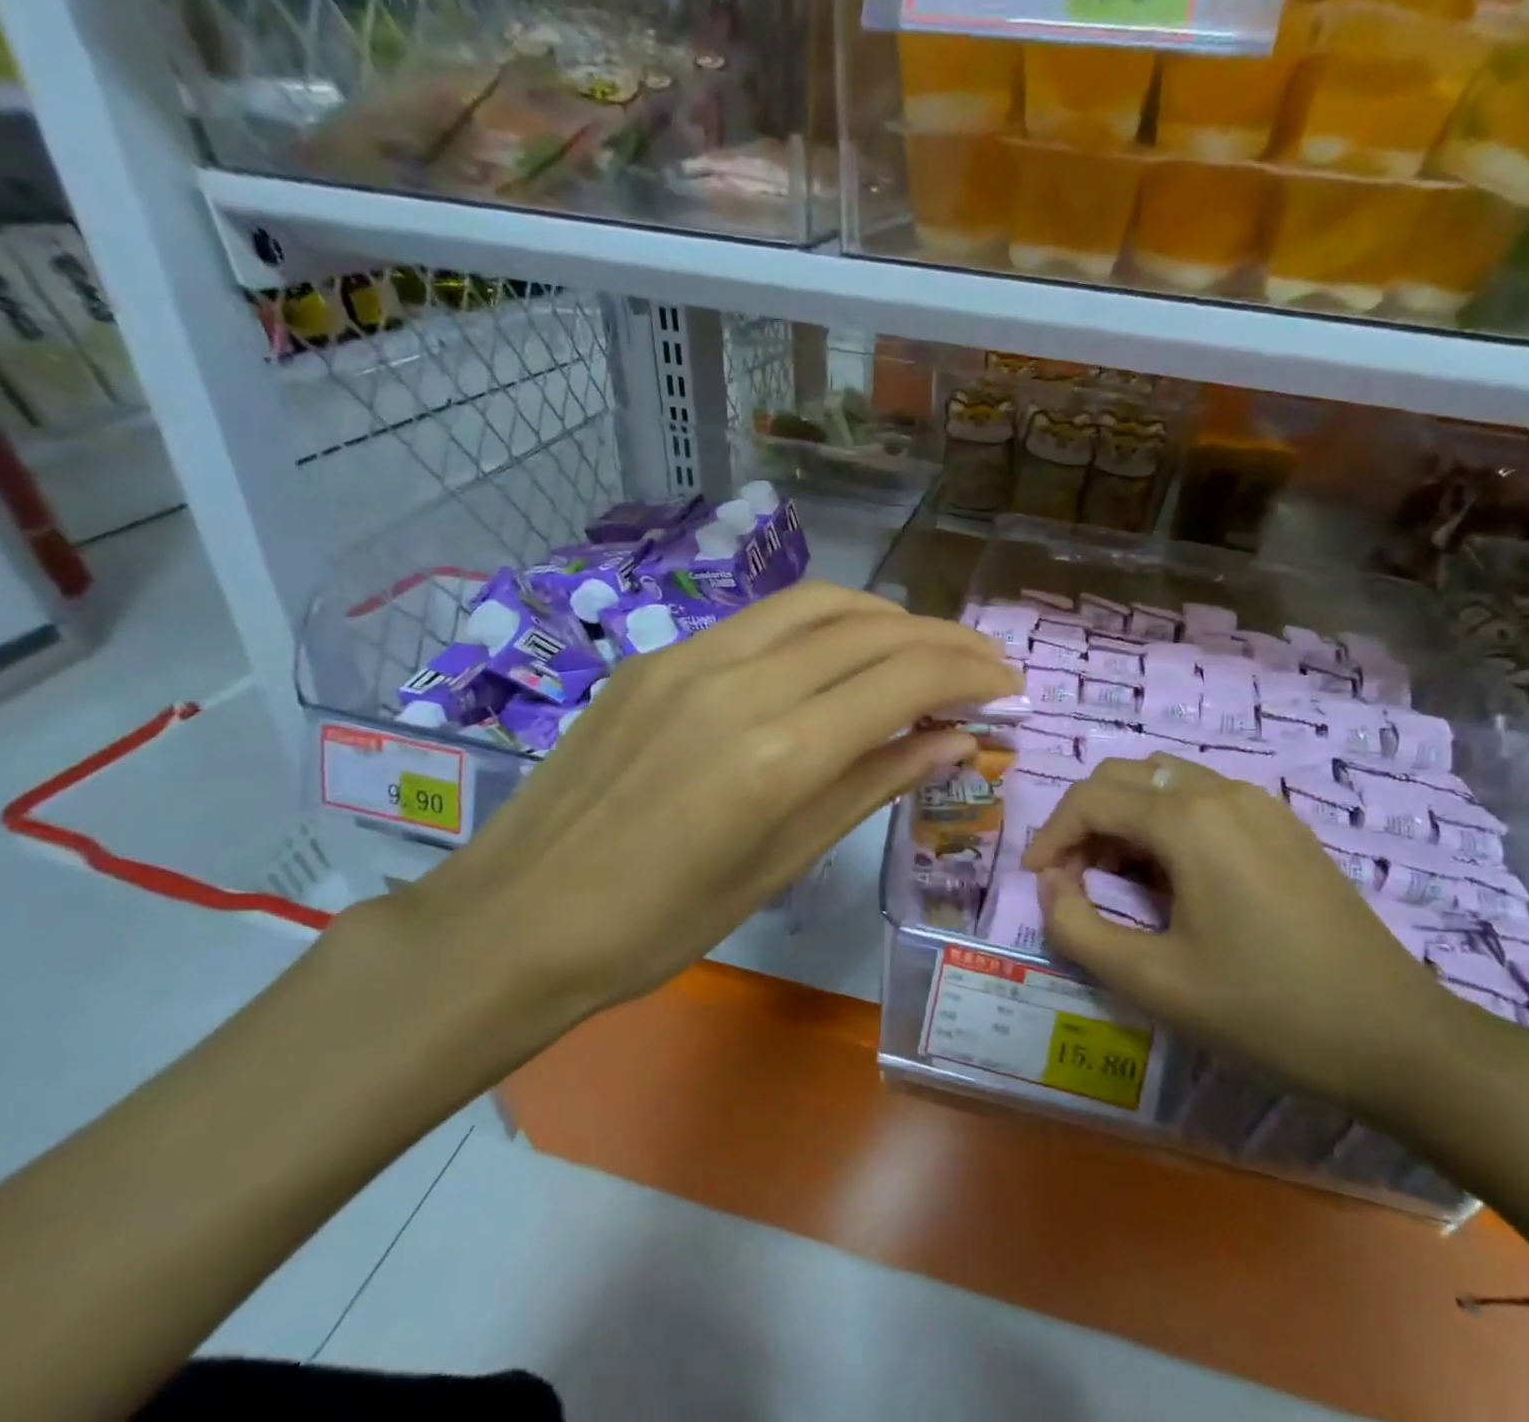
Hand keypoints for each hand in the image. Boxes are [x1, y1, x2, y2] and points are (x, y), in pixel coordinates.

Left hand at [379, 582, 1020, 1031]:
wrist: (519, 917)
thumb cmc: (662, 923)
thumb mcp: (784, 863)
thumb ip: (873, 784)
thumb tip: (954, 743)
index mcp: (779, 753)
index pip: (905, 681)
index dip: (970, 675)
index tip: (1009, 686)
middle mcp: (742, 683)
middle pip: (872, 629)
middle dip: (944, 640)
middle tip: (984, 664)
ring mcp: (692, 658)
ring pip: (820, 604)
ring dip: (888, 617)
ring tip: (924, 649)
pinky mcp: (659, 656)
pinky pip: (764, 620)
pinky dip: (824, 624)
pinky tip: (839, 654)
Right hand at [1021, 754, 1490, 1117]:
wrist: (1398, 1038)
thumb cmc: (1267, 1010)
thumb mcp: (1154, 982)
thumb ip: (1078, 927)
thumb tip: (1051, 883)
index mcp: (1189, 819)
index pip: (1091, 798)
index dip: (1050, 834)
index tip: (1037, 881)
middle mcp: (1222, 791)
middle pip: (1124, 776)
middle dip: (1084, 820)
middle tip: (1072, 879)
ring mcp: (1260, 804)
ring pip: (1164, 781)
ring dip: (1124, 818)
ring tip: (1117, 880)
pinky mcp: (1283, 826)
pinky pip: (1203, 799)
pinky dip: (1165, 823)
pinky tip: (1173, 880)